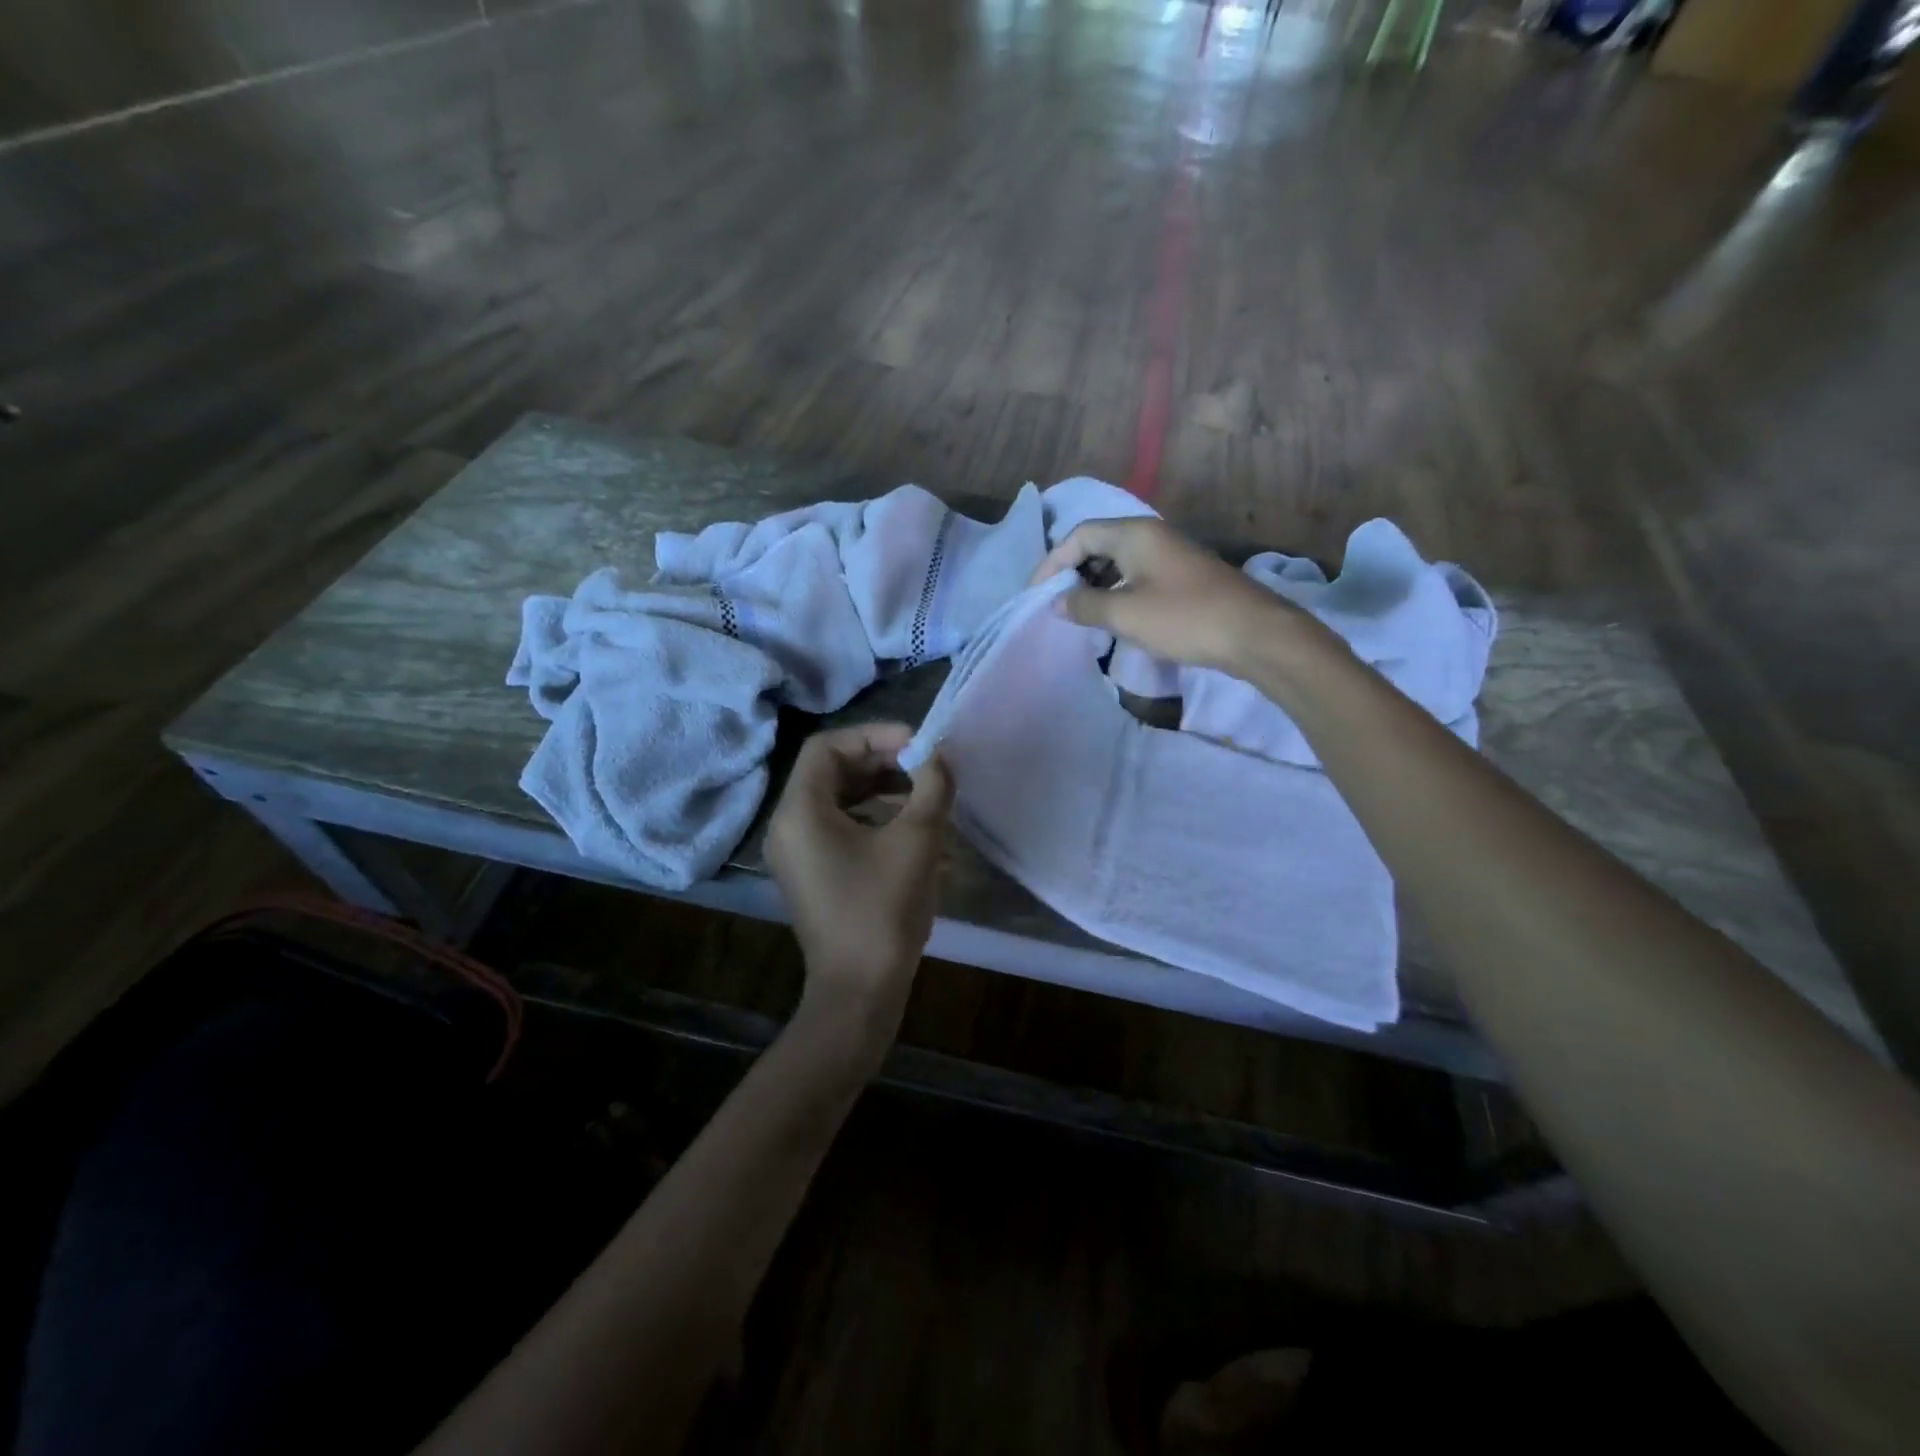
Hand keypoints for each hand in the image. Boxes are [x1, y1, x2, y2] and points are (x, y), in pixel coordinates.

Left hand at [764, 722, 953, 1049]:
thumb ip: (931, 787)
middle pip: (830, 771)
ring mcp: (796, 853)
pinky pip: (837, 826)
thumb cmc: (882, 911)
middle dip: (880, 760)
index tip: (917, 744)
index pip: (827, 747)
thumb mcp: (916, 841)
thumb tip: (940, 756)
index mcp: (800, 812)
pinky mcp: (811, 874)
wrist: (859, 991)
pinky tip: (907, 824)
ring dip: (878, 786)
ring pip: (835, 799)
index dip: (874, 736)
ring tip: (921, 789)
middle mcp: (787, 826)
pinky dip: (870, 815)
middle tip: (924, 764)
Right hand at [1031, 517, 1301, 674]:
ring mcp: (1170, 555)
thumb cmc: (1184, 618)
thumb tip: (1057, 602)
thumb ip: (1084, 605)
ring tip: (1080, 614)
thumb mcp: (1125, 614)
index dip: (1052, 562)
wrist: (1254, 634)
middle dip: (1072, 572)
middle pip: (1098, 545)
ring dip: (1095, 585)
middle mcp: (1152, 535)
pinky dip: (1117, 592)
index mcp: (1134, 533)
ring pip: (1119, 562)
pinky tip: (1113, 618)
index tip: (1036, 593)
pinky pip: (1138, 576)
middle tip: (1056, 603)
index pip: (1079, 536)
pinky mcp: (1183, 577)